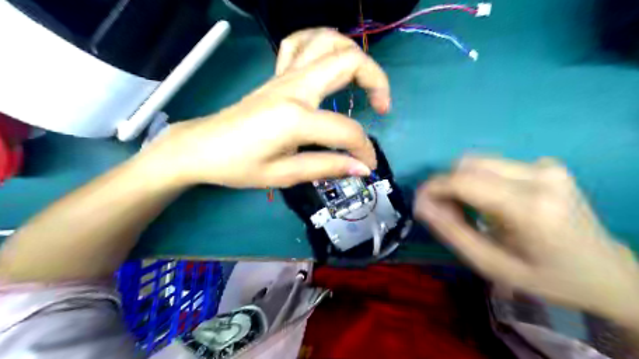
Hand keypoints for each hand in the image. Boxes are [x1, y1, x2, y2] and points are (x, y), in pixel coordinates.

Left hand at [141, 28, 388, 187]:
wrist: (202, 147)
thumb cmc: (239, 165)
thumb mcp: (283, 175)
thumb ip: (326, 167)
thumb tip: (362, 167)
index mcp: (295, 118)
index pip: (346, 130)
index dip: (364, 149)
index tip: (368, 165)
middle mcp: (294, 87)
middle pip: (348, 62)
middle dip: (377, 81)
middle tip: (380, 107)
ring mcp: (284, 75)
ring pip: (328, 41)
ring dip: (353, 55)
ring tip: (362, 82)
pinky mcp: (276, 75)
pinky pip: (301, 42)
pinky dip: (322, 45)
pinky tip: (328, 64)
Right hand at [415, 156, 638, 322]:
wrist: (604, 270)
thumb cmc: (545, 277)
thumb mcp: (491, 265)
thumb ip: (452, 233)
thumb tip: (421, 205)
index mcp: (529, 207)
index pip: (463, 181)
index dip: (433, 188)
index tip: (419, 204)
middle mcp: (539, 176)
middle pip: (469, 163)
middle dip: (446, 184)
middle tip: (443, 210)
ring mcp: (547, 167)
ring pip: (480, 161)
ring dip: (462, 181)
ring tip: (464, 208)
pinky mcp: (548, 165)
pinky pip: (496, 165)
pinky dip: (480, 180)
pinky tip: (488, 202)